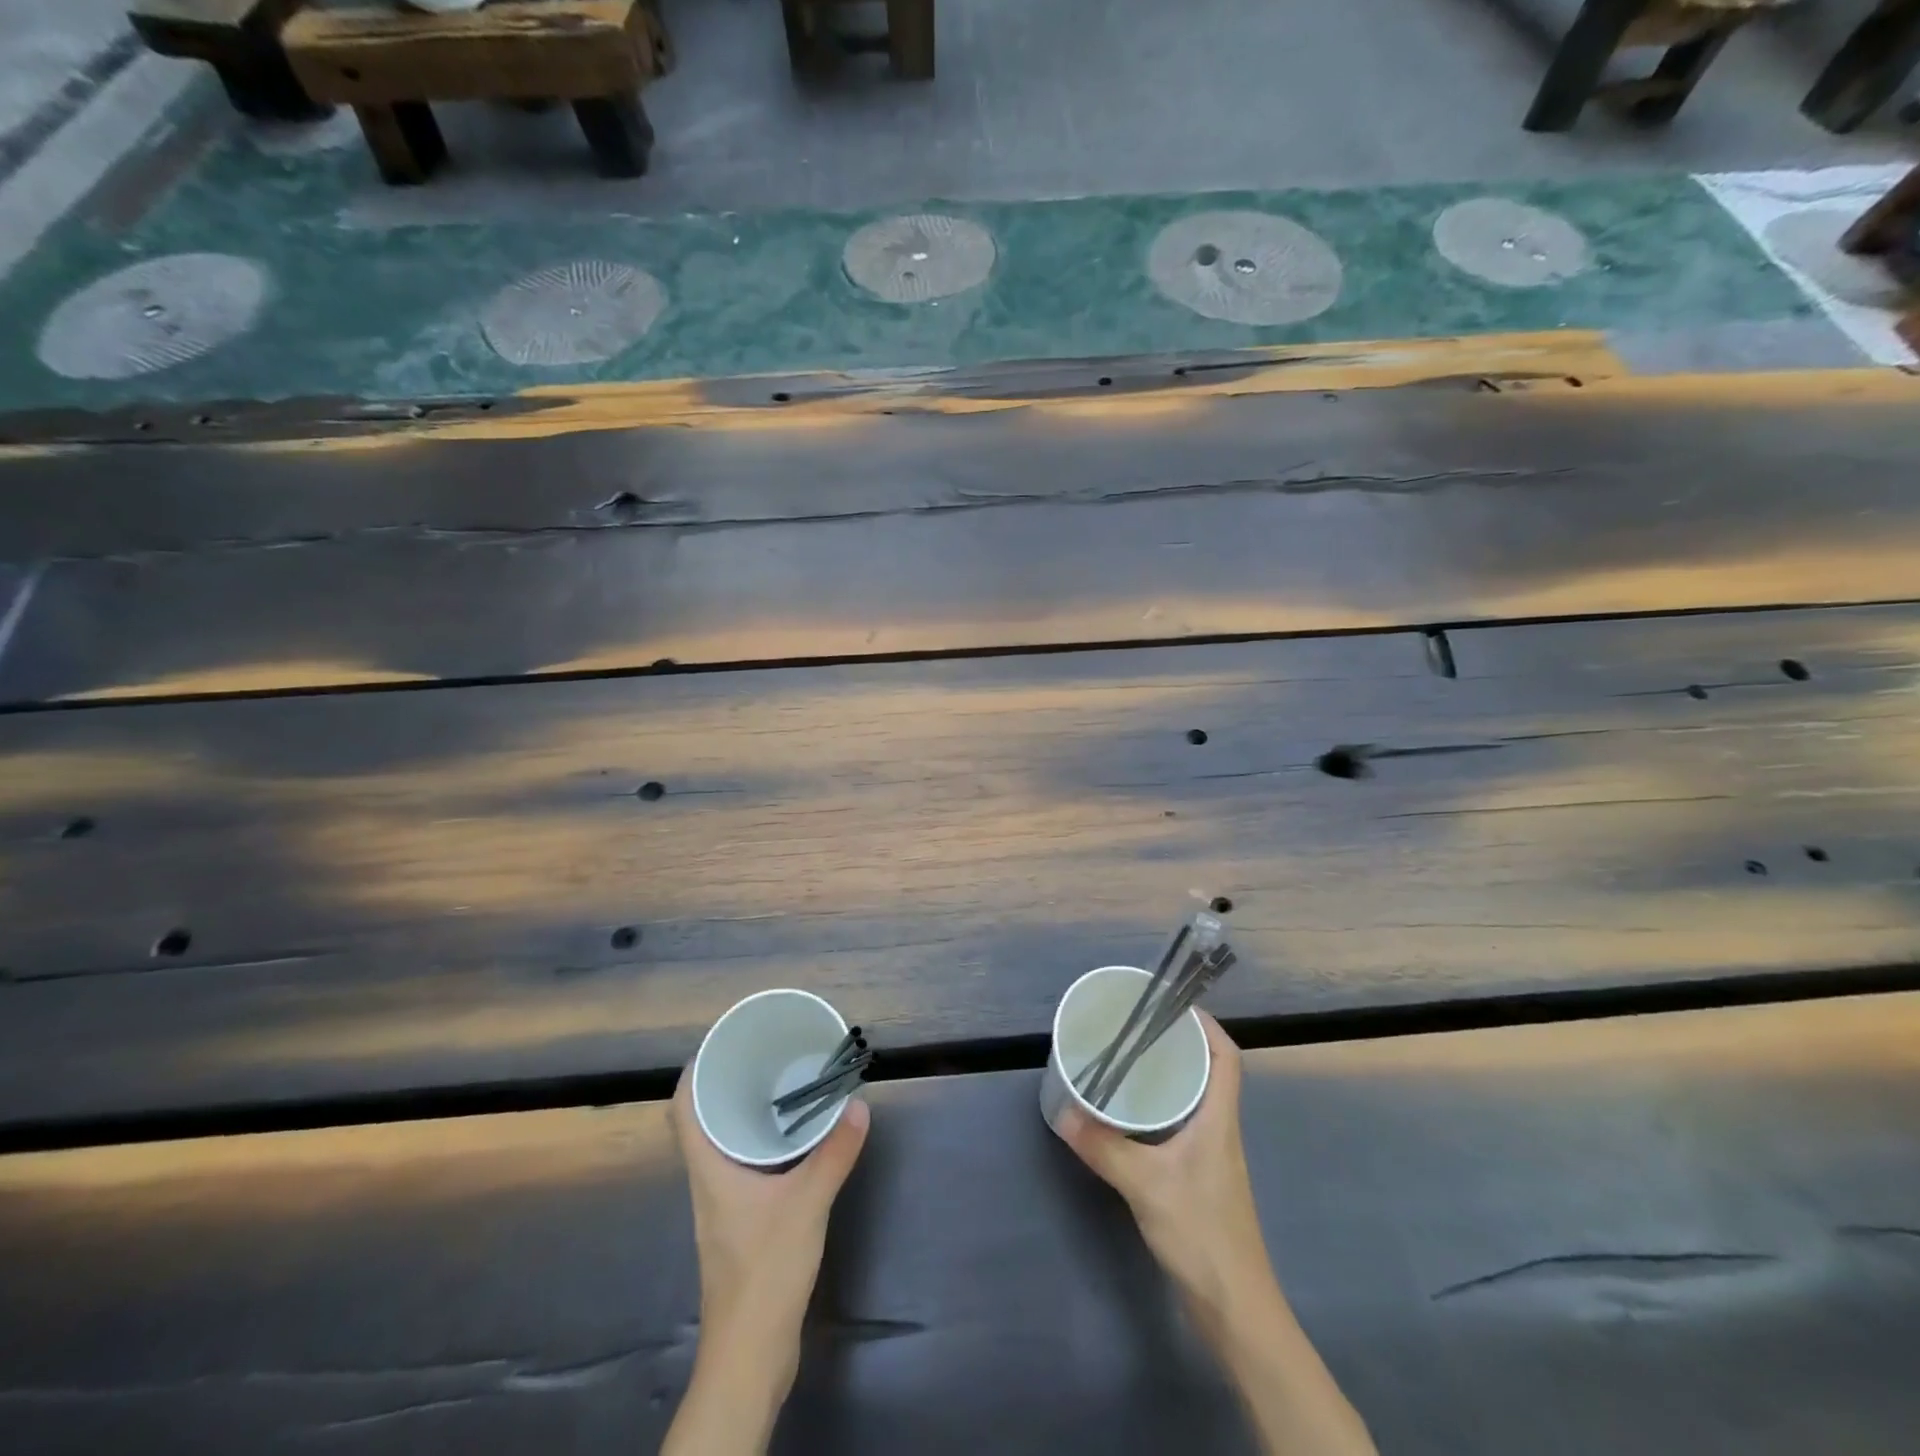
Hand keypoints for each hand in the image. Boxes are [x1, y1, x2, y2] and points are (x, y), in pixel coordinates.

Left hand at [670, 1070, 869, 1361]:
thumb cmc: (765, 1271)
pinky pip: (745, 1167)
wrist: (750, 1354)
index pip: (683, 1108)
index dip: (695, 1070)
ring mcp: (723, 1206)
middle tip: (763, 1056)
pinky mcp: (741, 1225)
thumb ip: (834, 1153)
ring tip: (781, 1087)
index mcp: (709, 1169)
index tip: (724, 1042)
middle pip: (703, 1122)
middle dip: (727, 1085)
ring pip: (724, 1145)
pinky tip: (794, 1143)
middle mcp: (709, 1181)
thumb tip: (858, 1105)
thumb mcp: (807, 1204)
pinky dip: (763, 1145)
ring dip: (746, 1115)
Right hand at [1058, 1013, 1269, 1326]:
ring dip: (1169, 1076)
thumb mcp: (1145, 1184)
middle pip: (1209, 1072)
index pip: (1226, 1057)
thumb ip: (1103, 1147)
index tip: (1171, 1004)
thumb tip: (1063, 1111)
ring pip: (1195, 1099)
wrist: (1234, 1307)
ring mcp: (1212, 1156)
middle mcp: (1220, 1130)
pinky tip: (1131, 1117)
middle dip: (1178, 1044)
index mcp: (1219, 1119)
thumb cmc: (1200, 1233)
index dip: (1206, 1024)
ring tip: (1129, 1061)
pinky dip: (1161, 1110)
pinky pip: (1182, 1125)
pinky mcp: (1200, 1178)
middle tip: (1137, 1028)